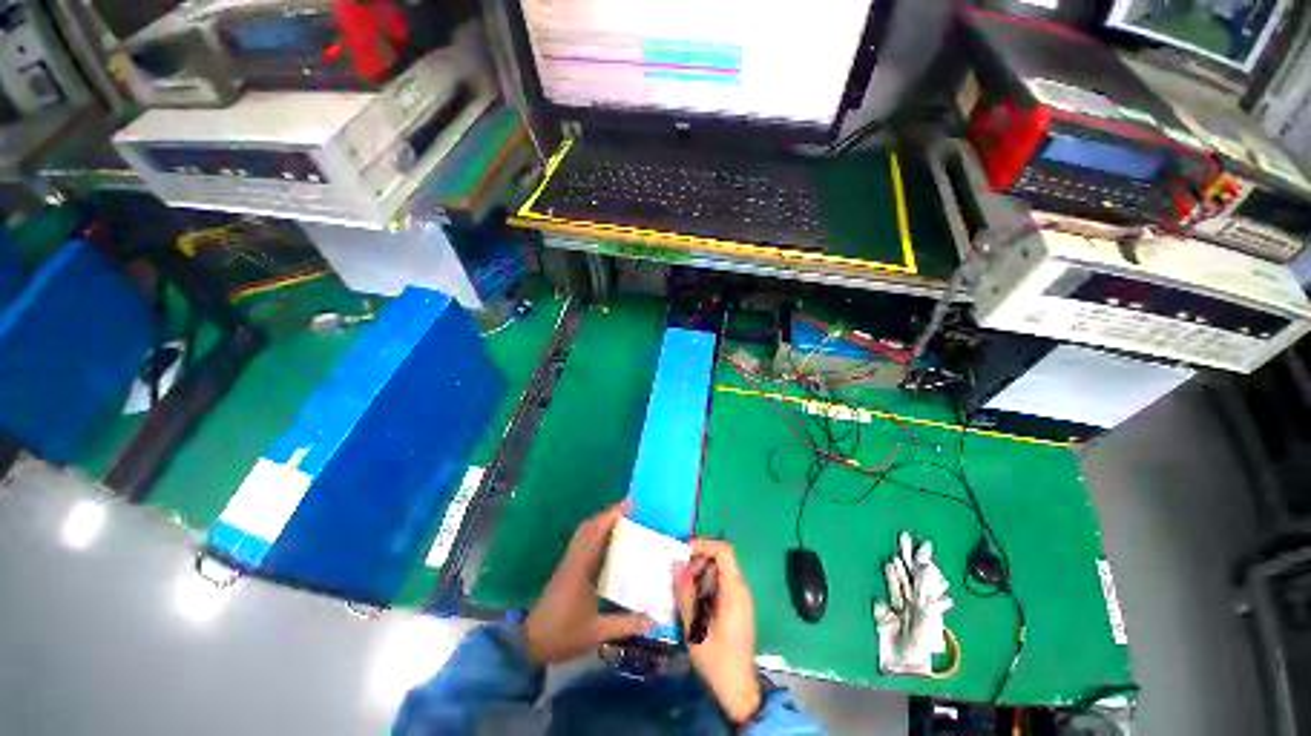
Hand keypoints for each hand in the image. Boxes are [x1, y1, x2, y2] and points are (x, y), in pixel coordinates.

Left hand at [525, 501, 649, 663]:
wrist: (530, 643)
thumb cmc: (563, 634)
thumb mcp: (596, 632)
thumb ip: (625, 625)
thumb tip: (653, 620)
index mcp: (581, 567)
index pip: (597, 531)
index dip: (613, 515)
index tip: (631, 506)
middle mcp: (574, 559)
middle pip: (590, 526)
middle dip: (609, 514)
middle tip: (631, 512)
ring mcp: (568, 563)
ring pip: (584, 532)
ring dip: (601, 522)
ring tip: (622, 522)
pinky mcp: (566, 569)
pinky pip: (581, 541)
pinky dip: (595, 533)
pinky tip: (607, 543)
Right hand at [674, 539, 761, 723]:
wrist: (738, 690)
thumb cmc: (717, 661)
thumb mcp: (694, 628)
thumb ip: (685, 593)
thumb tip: (676, 563)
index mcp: (734, 592)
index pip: (724, 551)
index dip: (704, 545)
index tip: (684, 552)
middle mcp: (741, 590)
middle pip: (722, 558)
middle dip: (699, 560)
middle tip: (680, 575)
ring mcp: (740, 598)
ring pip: (720, 570)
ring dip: (701, 572)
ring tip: (683, 588)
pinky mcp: (737, 607)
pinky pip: (722, 583)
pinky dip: (706, 583)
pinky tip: (693, 599)